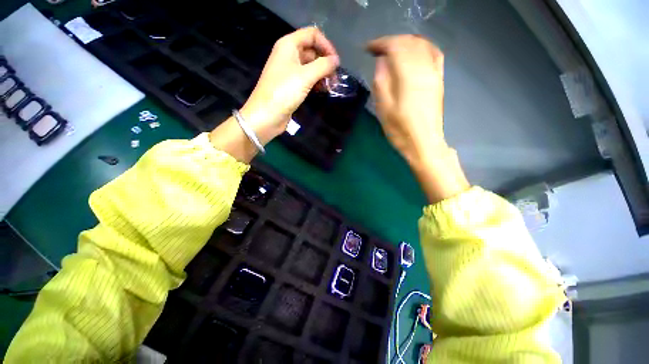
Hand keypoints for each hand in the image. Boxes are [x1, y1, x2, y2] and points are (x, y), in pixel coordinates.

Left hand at [241, 27, 339, 143]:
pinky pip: (307, 79)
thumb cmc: (284, 92)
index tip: (336, 62)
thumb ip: (323, 65)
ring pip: (311, 66)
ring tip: (332, 86)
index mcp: (288, 45)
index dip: (326, 45)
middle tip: (335, 78)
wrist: (267, 115)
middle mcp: (289, 55)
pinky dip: (316, 83)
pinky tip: (323, 90)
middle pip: (312, 51)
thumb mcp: (305, 76)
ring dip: (322, 74)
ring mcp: (289, 71)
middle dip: (325, 62)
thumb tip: (336, 61)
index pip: (312, 35)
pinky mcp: (291, 86)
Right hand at [368, 35, 468, 202]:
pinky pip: (435, 54)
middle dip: (392, 42)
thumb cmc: (400, 129)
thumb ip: (381, 81)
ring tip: (393, 50)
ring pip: (422, 45)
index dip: (381, 43)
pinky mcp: (439, 80)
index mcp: (408, 75)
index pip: (395, 46)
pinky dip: (423, 48)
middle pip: (409, 42)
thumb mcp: (383, 108)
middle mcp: (424, 68)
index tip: (368, 49)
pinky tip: (415, 53)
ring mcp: (434, 73)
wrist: (423, 143)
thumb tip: (382, 62)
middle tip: (378, 50)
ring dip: (406, 43)